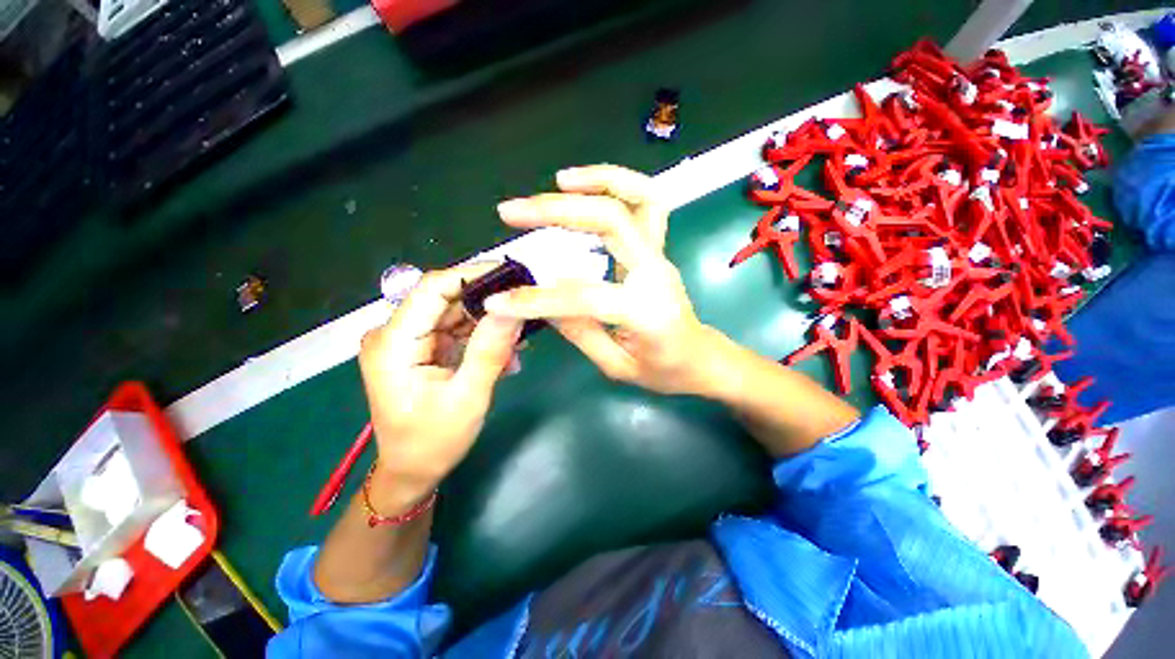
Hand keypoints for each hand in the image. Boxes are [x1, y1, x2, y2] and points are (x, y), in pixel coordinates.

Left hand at [358, 264, 522, 511]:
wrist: (413, 471)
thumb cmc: (433, 442)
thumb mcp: (468, 398)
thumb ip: (489, 350)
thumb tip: (512, 308)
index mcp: (394, 343)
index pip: (432, 288)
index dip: (473, 275)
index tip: (513, 276)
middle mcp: (395, 333)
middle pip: (447, 299)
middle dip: (489, 303)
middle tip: (526, 310)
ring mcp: (409, 341)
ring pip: (456, 314)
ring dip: (490, 324)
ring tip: (520, 341)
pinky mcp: (423, 348)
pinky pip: (457, 331)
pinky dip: (483, 338)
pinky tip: (506, 354)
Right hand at [486, 164, 718, 394]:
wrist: (700, 357)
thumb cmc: (663, 370)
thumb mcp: (617, 366)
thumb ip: (580, 331)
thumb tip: (541, 300)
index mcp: (647, 312)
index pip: (584, 295)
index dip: (536, 299)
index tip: (498, 302)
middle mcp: (656, 273)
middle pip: (612, 221)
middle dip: (557, 211)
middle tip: (511, 212)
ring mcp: (660, 255)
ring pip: (639, 197)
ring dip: (597, 180)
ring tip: (557, 181)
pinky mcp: (657, 248)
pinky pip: (646, 203)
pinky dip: (618, 184)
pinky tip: (586, 188)